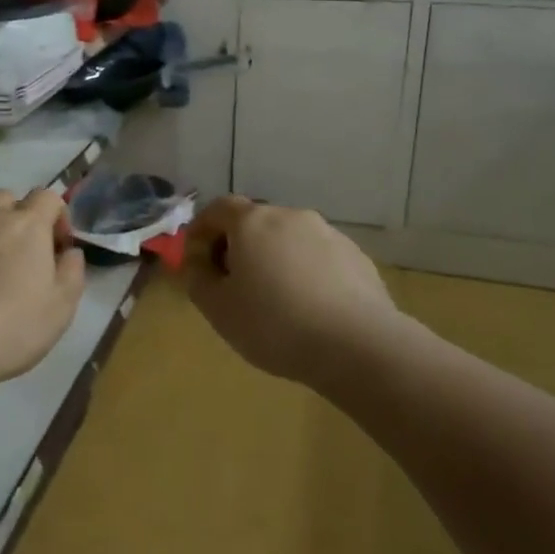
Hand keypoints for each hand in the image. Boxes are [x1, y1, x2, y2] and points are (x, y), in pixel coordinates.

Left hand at [0, 188, 86, 385]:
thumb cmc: (11, 328)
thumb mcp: (61, 308)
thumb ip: (72, 272)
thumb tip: (69, 252)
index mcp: (26, 225)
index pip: (47, 197)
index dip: (57, 216)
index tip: (58, 247)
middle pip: (6, 199)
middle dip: (17, 217)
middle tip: (20, 254)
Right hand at [184, 196, 400, 384]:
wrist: (358, 345)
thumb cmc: (275, 324)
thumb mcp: (218, 309)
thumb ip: (198, 278)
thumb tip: (198, 261)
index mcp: (253, 222)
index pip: (219, 208)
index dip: (202, 228)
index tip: (196, 255)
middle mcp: (291, 216)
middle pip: (255, 222)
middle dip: (239, 245)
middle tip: (232, 281)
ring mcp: (328, 234)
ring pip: (289, 239)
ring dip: (274, 258)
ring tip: (274, 299)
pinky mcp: (357, 257)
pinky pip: (318, 257)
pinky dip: (305, 272)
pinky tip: (309, 307)